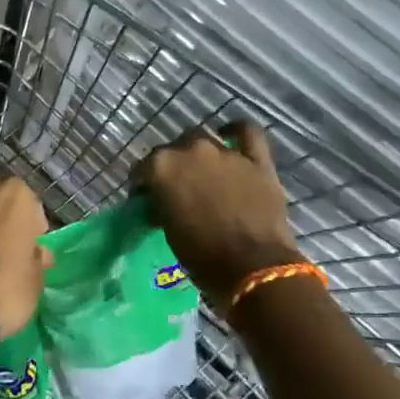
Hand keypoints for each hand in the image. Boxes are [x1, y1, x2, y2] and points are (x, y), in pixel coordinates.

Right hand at [139, 122, 301, 311]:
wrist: (252, 267)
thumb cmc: (201, 255)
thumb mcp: (168, 230)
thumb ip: (161, 205)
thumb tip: (161, 202)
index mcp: (161, 166)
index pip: (143, 168)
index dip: (143, 184)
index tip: (146, 200)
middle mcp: (190, 150)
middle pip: (174, 150)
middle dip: (173, 167)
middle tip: (178, 189)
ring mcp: (225, 152)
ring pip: (205, 140)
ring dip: (199, 154)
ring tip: (203, 172)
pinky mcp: (256, 160)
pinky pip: (247, 132)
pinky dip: (236, 130)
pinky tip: (229, 134)